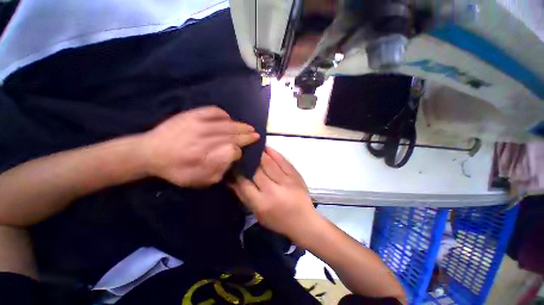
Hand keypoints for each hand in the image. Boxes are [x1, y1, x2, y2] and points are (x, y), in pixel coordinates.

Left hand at [142, 107, 259, 186]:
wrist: (149, 152)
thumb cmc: (176, 170)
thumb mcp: (198, 179)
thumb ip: (219, 169)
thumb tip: (233, 156)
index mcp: (204, 156)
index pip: (232, 150)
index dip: (240, 151)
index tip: (242, 152)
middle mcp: (203, 138)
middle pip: (232, 135)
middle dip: (247, 135)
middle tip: (257, 135)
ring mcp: (198, 124)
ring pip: (227, 124)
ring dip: (241, 126)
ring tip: (249, 127)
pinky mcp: (192, 115)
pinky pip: (213, 111)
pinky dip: (224, 114)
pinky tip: (229, 119)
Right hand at [230, 147, 316, 237]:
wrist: (304, 221)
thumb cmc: (278, 221)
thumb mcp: (258, 214)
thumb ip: (244, 196)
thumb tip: (231, 180)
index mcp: (261, 203)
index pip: (244, 183)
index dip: (237, 173)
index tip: (234, 165)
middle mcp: (273, 190)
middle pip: (256, 170)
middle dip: (248, 160)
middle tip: (242, 153)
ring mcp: (286, 181)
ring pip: (269, 163)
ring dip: (260, 153)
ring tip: (253, 147)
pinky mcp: (295, 175)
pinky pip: (283, 161)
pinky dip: (274, 153)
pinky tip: (267, 148)